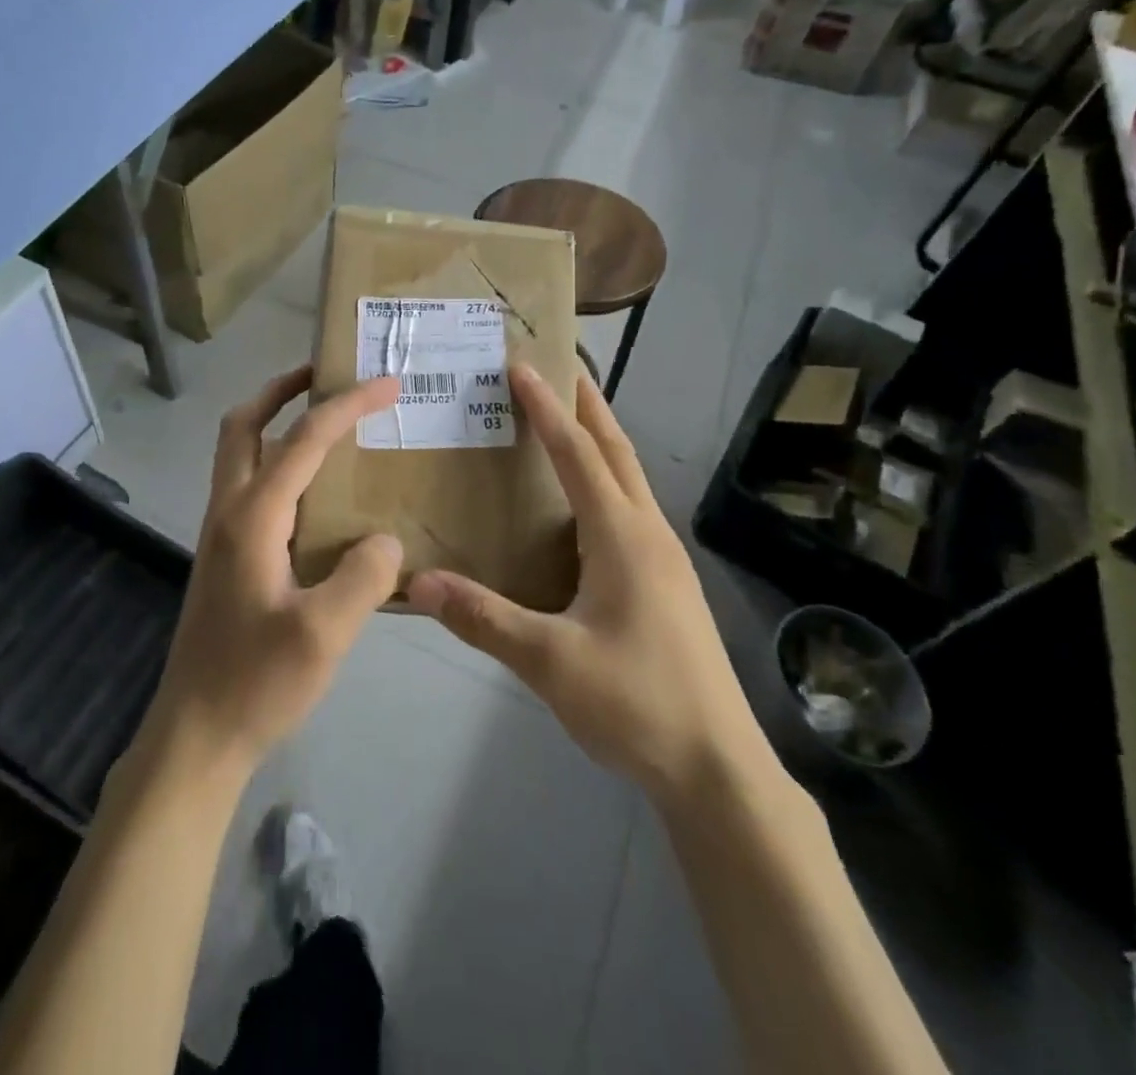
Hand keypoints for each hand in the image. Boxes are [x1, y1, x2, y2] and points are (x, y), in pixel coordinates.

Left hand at [143, 366, 403, 779]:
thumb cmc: (256, 683)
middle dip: (282, 390)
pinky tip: (315, 493)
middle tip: (326, 376)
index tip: (387, 383)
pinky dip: (277, 462)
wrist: (196, 734)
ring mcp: (221, 534)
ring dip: (275, 422)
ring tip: (326, 423)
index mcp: (252, 517)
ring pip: (239, 453)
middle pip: (243, 425)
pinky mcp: (225, 556)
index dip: (346, 405)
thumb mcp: (324, 634)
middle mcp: (229, 511)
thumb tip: (384, 540)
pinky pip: (249, 486)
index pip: (303, 439)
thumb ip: (364, 576)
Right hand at [405, 367, 768, 801]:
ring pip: (629, 479)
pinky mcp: (667, 583)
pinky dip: (604, 481)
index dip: (547, 408)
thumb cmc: (637, 704)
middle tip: (556, 368)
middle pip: (616, 451)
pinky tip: (583, 506)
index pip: (578, 454)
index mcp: (622, 537)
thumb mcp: (550, 664)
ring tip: (565, 421)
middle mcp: (648, 534)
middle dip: (586, 405)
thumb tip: (417, 582)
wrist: (718, 769)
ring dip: (599, 441)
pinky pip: (630, 510)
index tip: (521, 366)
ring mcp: (664, 559)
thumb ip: (483, 619)